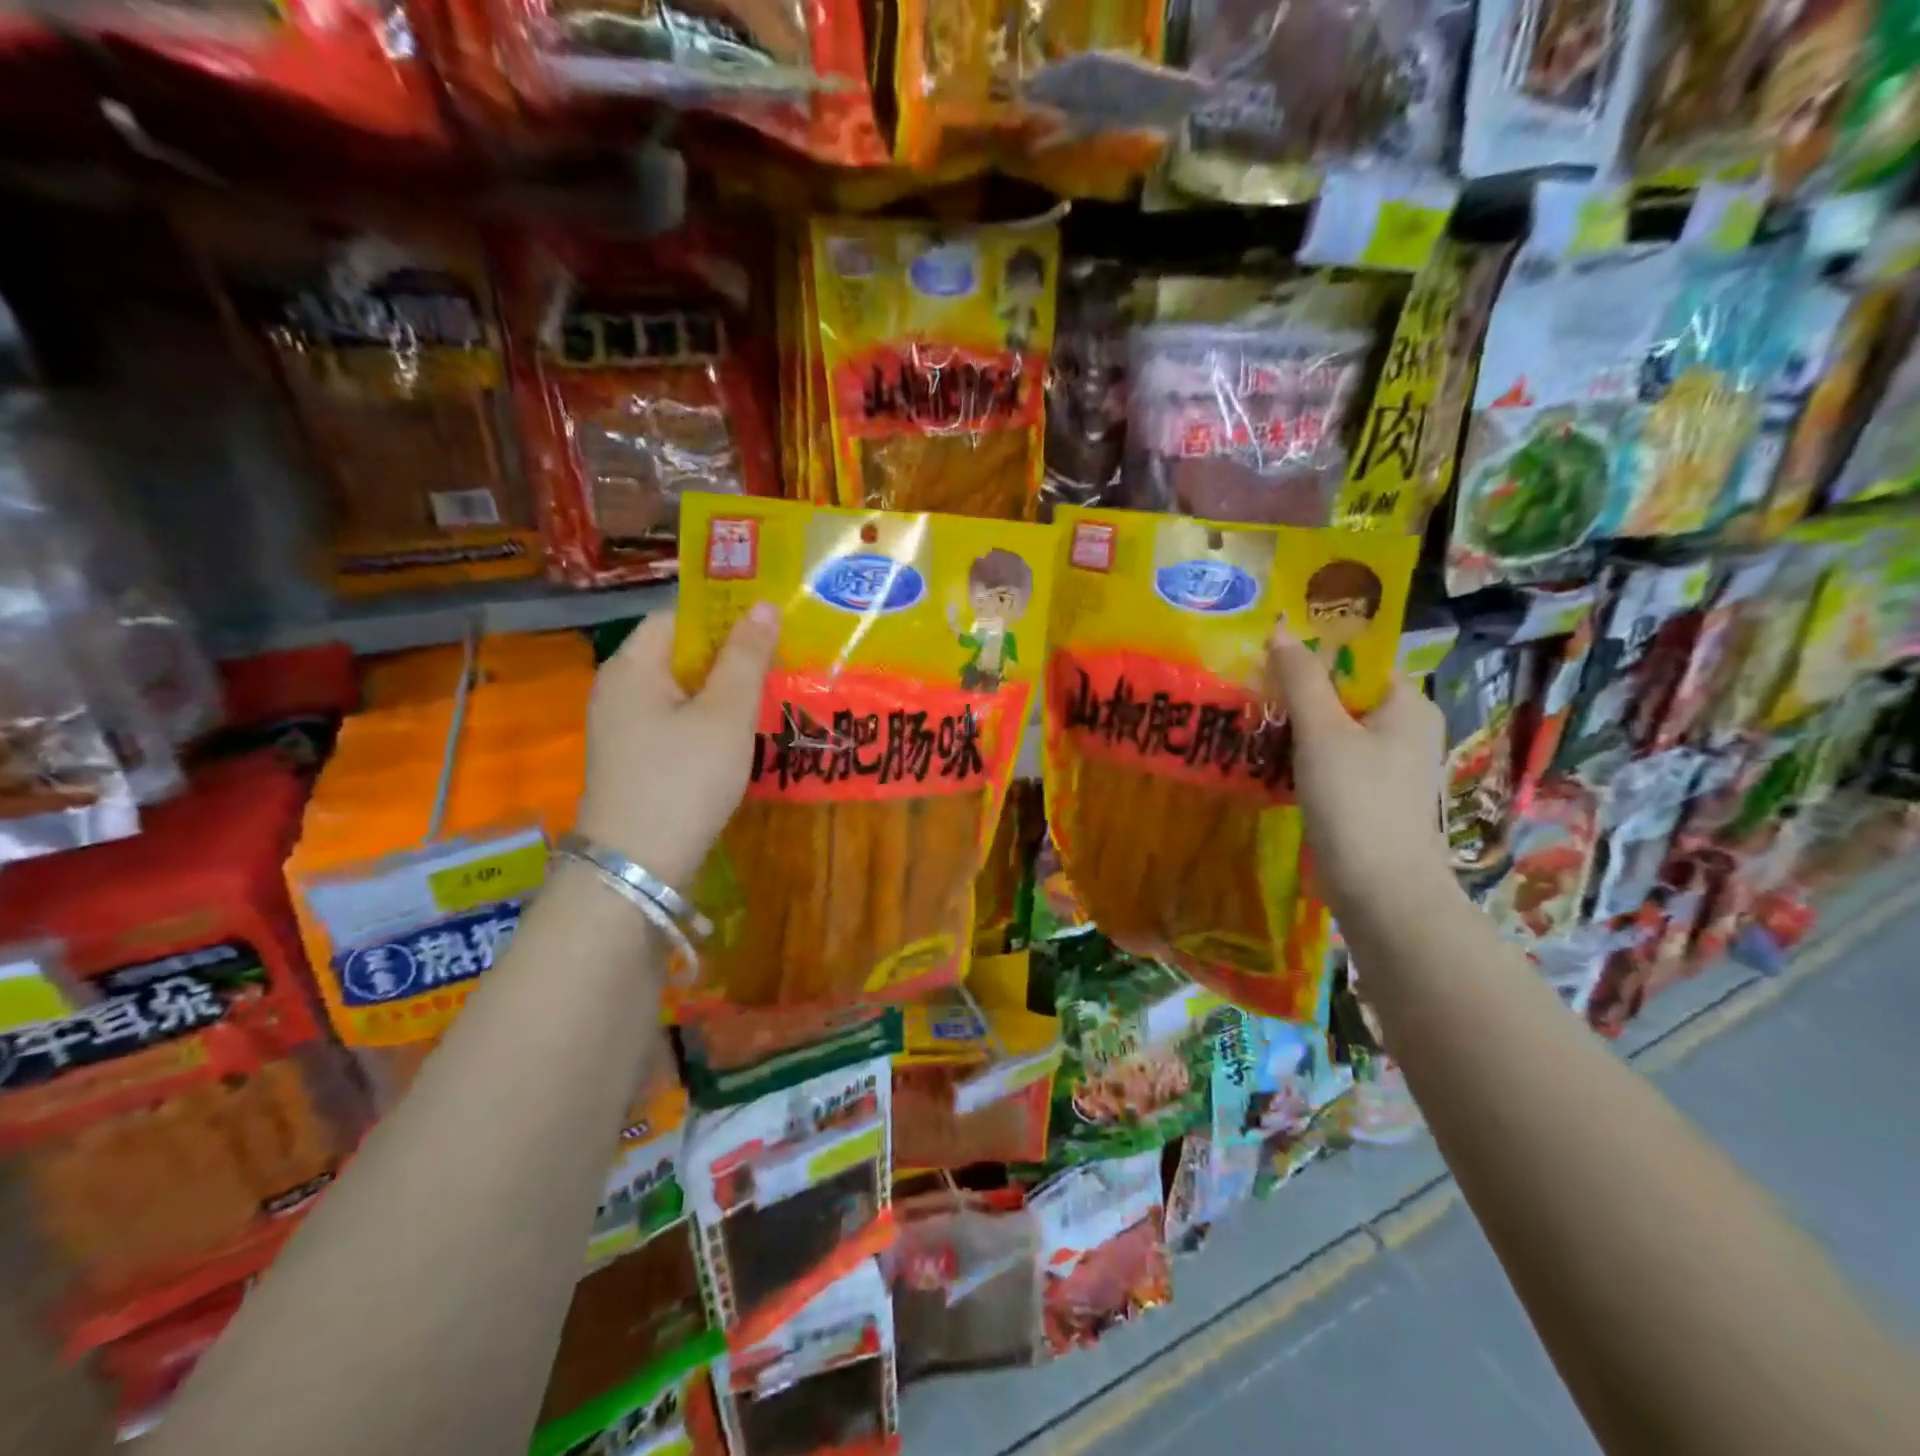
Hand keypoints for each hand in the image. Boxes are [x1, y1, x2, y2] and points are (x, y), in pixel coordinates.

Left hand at [575, 604, 778, 890]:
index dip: (722, 616)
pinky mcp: (634, 761)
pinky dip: (708, 723)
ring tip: (768, 698)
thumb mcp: (725, 714)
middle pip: (678, 655)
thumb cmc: (683, 779)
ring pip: (681, 692)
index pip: (676, 617)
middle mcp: (619, 690)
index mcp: (632, 667)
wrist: (637, 868)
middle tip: (778, 664)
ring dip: (723, 692)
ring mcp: (623, 729)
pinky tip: (739, 738)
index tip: (767, 628)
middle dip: (729, 657)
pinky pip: (676, 724)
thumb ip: (746, 658)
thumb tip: (764, 605)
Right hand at [1267, 622, 1451, 915]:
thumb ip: (1300, 680)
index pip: (1359, 659)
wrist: (1379, 888)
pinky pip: (1333, 759)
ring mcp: (1389, 765)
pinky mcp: (1370, 795)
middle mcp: (1405, 729)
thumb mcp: (1322, 732)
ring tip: (1251, 719)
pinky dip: (1303, 755)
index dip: (1315, 652)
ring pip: (1335, 729)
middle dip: (1298, 690)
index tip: (1268, 655)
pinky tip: (1268, 759)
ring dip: (1296, 724)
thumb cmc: (1356, 801)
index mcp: (1407, 704)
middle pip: (1344, 693)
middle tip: (1251, 687)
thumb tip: (1280, 630)